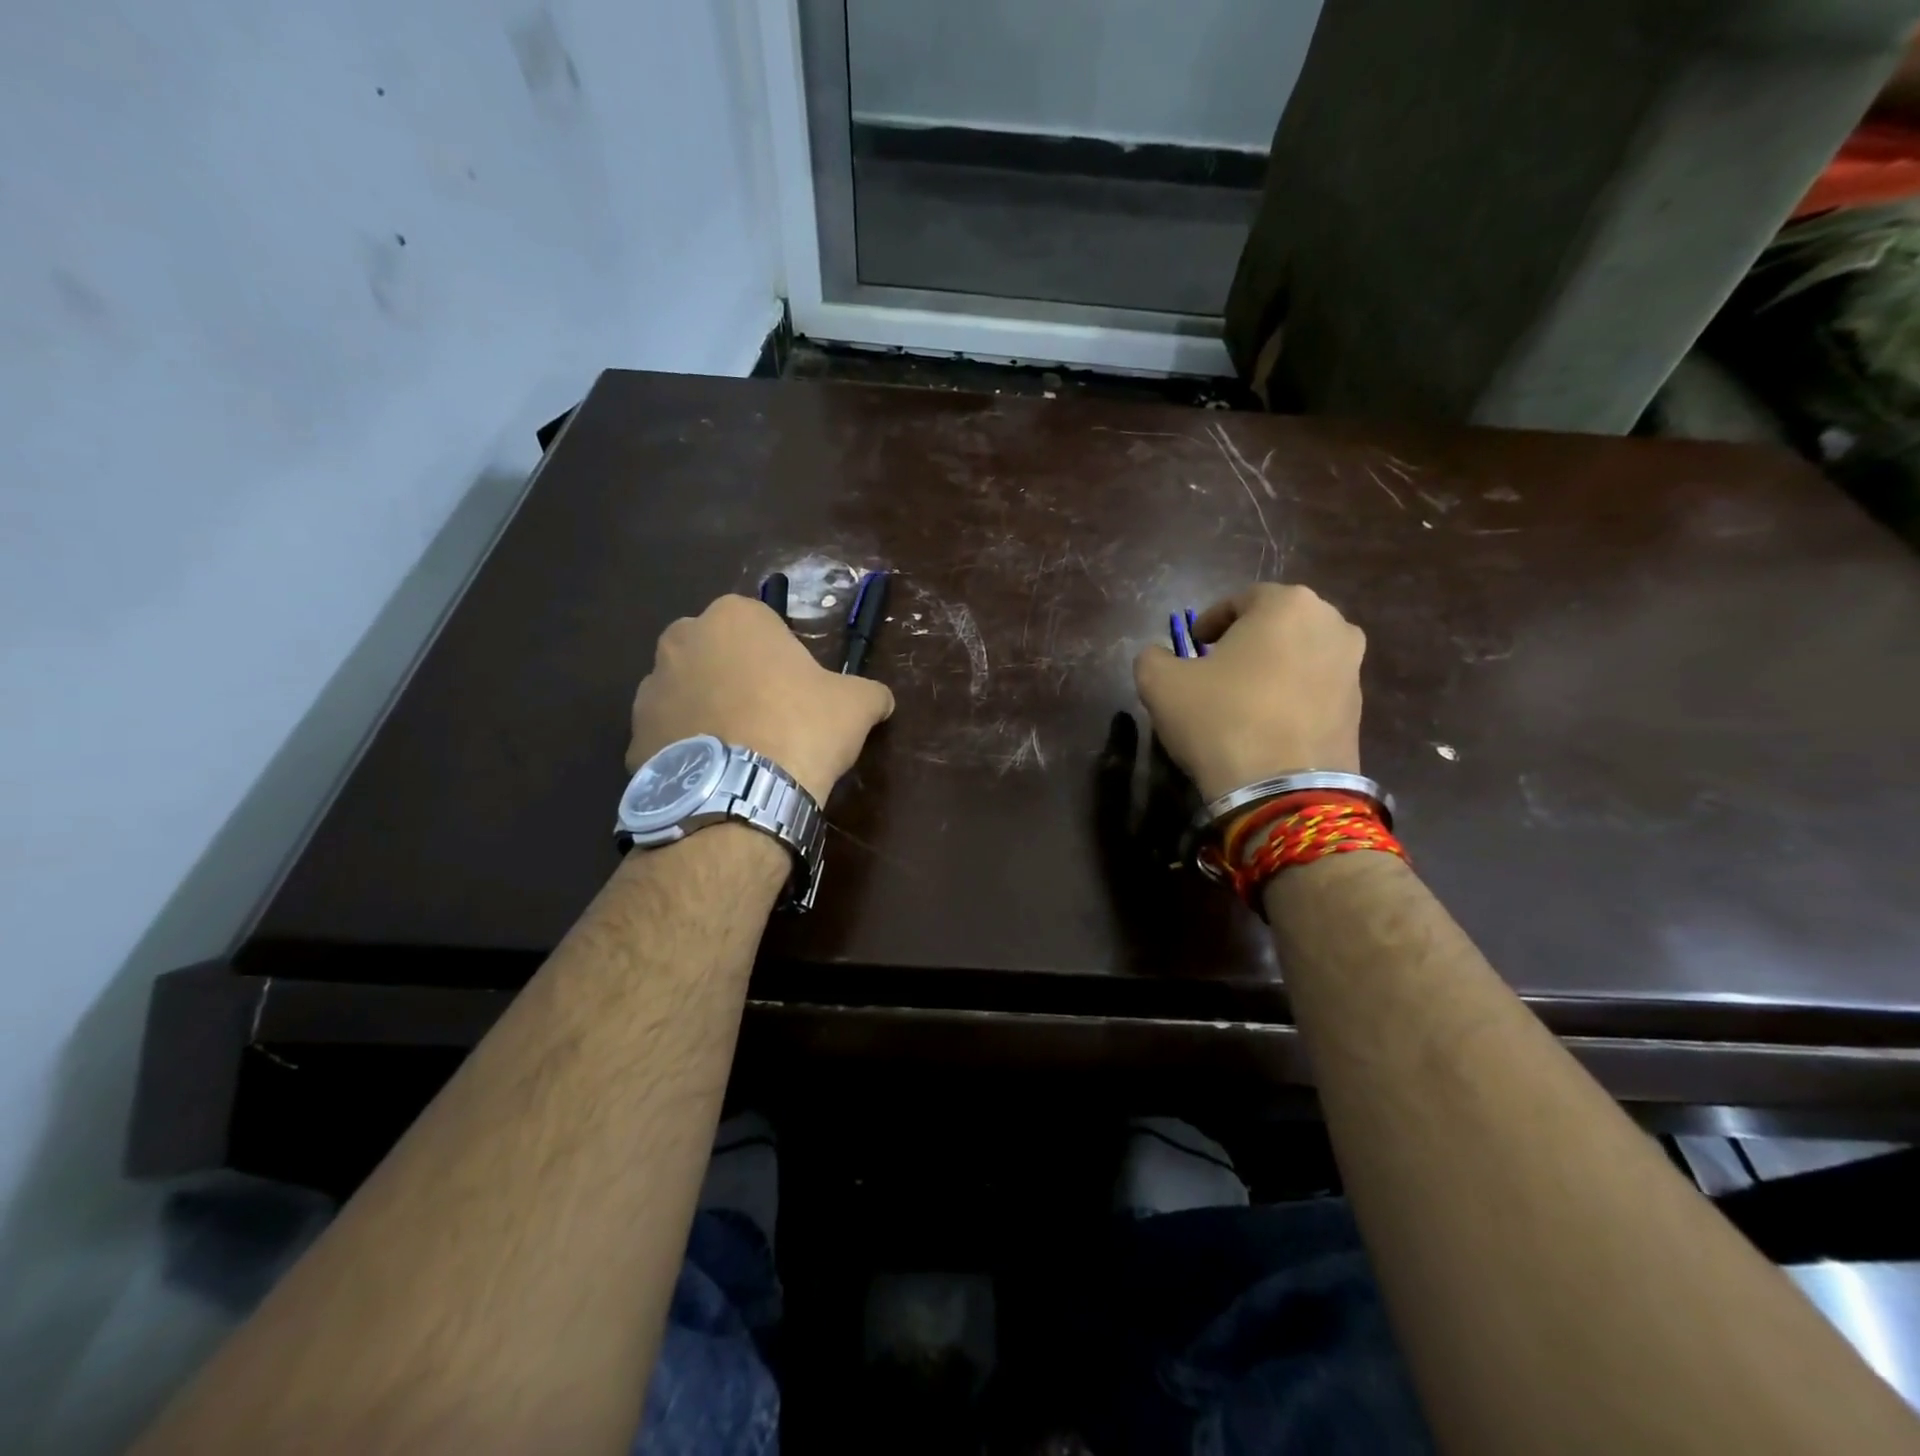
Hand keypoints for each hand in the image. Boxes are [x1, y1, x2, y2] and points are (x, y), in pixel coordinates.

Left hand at [627, 595, 894, 801]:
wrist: (742, 793)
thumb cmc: (801, 728)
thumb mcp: (856, 705)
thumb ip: (869, 692)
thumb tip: (880, 700)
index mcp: (734, 617)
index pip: (762, 625)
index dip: (783, 658)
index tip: (797, 691)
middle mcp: (682, 640)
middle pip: (717, 653)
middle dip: (737, 677)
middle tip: (769, 718)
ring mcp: (651, 688)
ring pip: (688, 692)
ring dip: (708, 711)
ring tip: (740, 752)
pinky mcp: (632, 736)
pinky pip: (668, 735)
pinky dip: (687, 748)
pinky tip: (715, 774)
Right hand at [1133, 584, 1364, 800]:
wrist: (1281, 790)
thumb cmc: (1219, 719)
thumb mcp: (1159, 683)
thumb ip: (1153, 657)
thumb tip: (1159, 656)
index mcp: (1287, 604)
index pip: (1241, 600)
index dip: (1211, 621)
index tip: (1194, 644)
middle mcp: (1332, 625)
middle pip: (1278, 624)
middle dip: (1247, 641)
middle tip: (1217, 667)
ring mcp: (1352, 668)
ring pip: (1301, 656)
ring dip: (1272, 668)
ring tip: (1243, 698)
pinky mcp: (1359, 709)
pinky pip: (1315, 690)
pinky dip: (1291, 696)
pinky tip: (1266, 724)